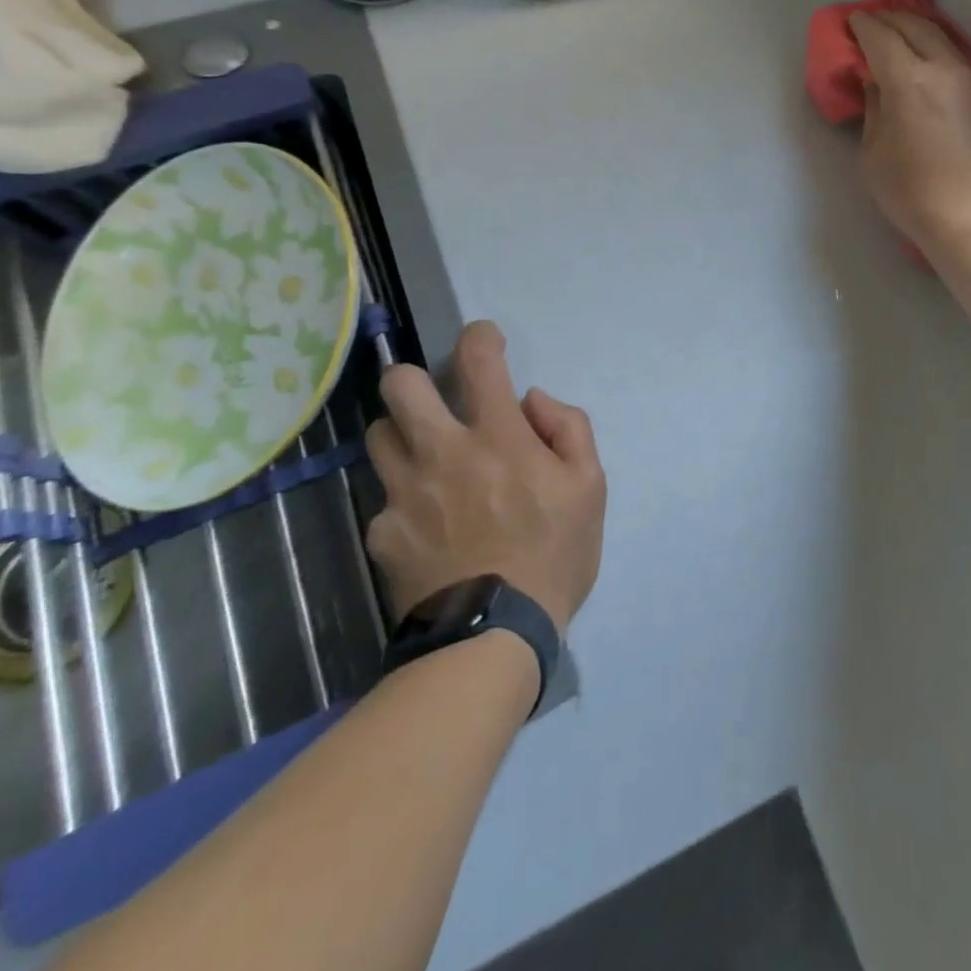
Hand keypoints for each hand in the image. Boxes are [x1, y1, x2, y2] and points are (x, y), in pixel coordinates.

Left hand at [366, 322, 605, 635]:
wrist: (493, 634)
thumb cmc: (554, 553)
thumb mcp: (591, 486)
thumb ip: (568, 428)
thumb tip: (532, 401)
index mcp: (497, 436)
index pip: (479, 361)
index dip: (480, 336)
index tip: (485, 339)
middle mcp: (442, 452)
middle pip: (399, 385)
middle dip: (416, 378)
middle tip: (437, 401)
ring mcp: (403, 492)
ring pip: (379, 436)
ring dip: (404, 436)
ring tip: (429, 461)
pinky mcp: (381, 532)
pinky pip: (383, 500)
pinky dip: (406, 501)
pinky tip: (428, 529)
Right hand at [848, 12, 970, 249]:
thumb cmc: (912, 192)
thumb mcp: (873, 155)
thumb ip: (874, 110)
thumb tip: (876, 83)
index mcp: (908, 79)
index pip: (882, 37)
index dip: (863, 26)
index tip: (853, 22)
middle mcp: (945, 68)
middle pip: (917, 26)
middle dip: (891, 17)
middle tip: (875, 19)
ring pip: (944, 38)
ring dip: (920, 29)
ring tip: (903, 33)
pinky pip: (959, 59)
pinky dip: (939, 49)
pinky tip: (931, 61)